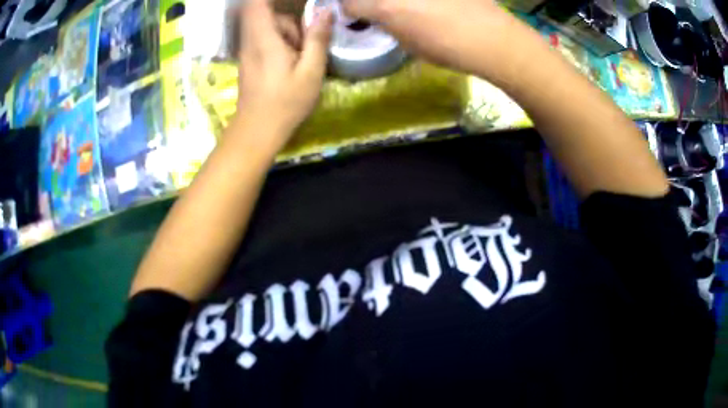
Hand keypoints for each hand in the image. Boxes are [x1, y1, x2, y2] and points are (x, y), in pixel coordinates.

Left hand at [236, 0, 332, 148]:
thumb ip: (317, 38)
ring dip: (287, 34)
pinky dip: (280, 44)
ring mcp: (247, 50)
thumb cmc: (285, 103)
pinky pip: (264, 39)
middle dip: (289, 21)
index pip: (257, 3)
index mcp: (264, 38)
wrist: (257, 131)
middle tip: (304, 43)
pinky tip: (289, 65)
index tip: (293, 2)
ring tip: (298, 60)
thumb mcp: (311, 72)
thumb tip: (324, 10)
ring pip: (267, 27)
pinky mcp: (249, 60)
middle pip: (267, 14)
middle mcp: (251, 40)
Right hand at [342, 0, 515, 75]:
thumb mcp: (409, 44)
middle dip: (366, 3)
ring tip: (412, 11)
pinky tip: (430, 7)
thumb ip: (387, 24)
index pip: (349, 3)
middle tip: (380, 10)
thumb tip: (379, 16)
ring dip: (396, 3)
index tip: (355, 14)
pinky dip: (418, 2)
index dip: (349, 9)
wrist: (493, 38)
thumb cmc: (450, 49)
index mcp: (385, 7)